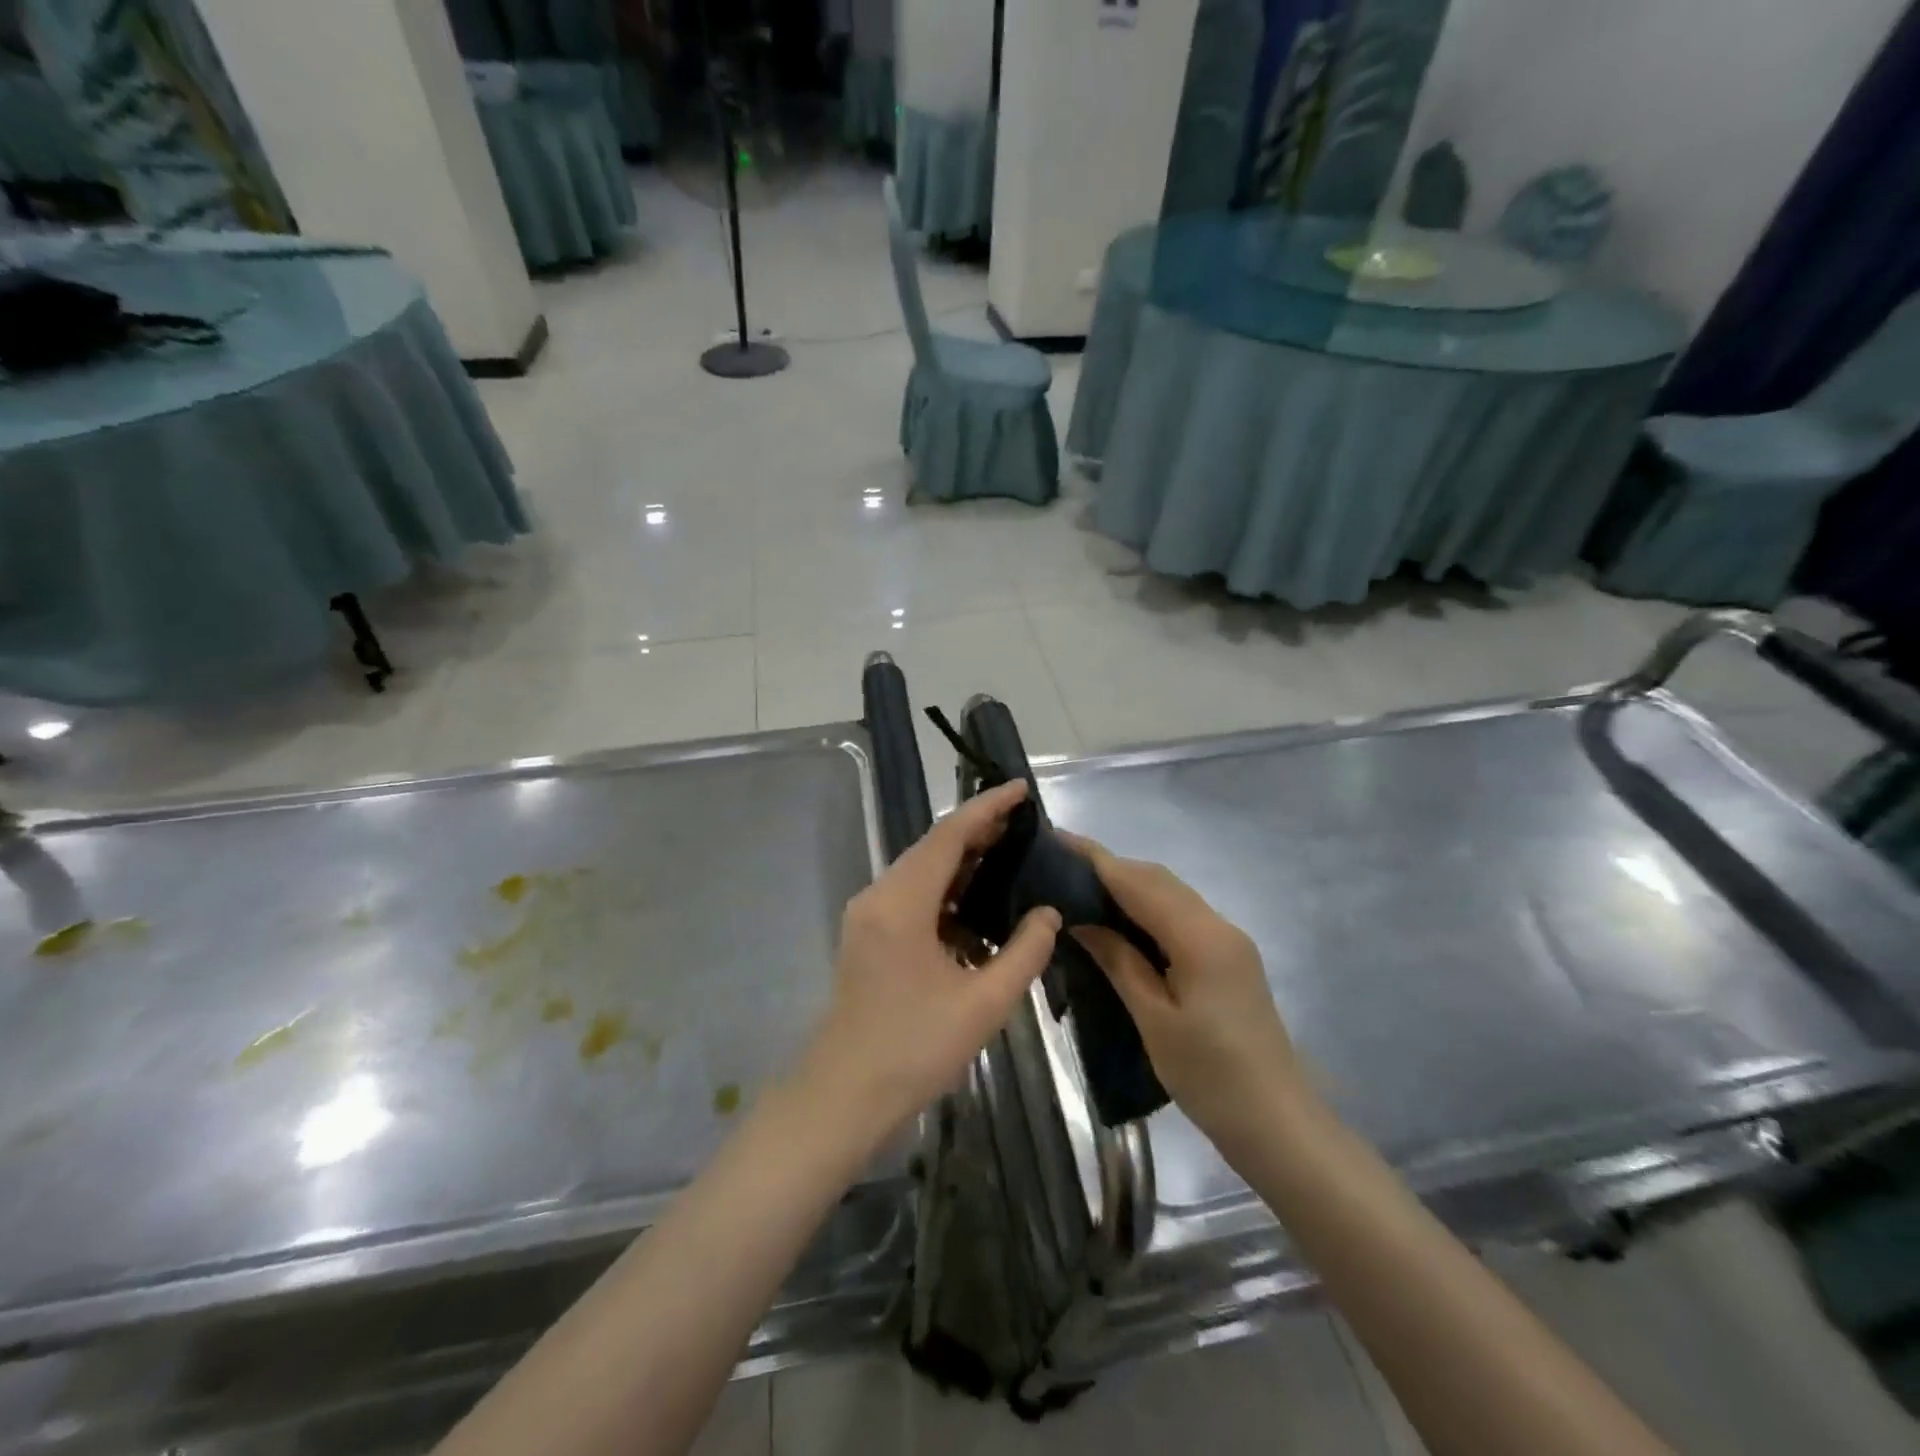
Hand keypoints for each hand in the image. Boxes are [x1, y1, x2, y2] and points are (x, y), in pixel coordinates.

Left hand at [796, 781, 1060, 1146]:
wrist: (844, 1096)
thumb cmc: (914, 1049)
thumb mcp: (984, 1004)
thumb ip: (1024, 952)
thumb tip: (1048, 913)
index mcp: (901, 903)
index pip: (949, 836)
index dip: (986, 808)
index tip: (1019, 788)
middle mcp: (879, 896)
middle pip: (932, 848)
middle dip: (978, 831)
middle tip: (1024, 823)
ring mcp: (869, 915)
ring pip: (922, 872)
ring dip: (963, 862)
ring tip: (1009, 856)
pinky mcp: (869, 935)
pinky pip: (913, 897)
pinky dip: (947, 893)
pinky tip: (979, 907)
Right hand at [1066, 835, 1308, 1154]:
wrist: (1278, 1124)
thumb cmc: (1210, 1077)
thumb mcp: (1153, 1019)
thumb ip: (1118, 960)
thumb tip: (1080, 918)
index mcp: (1200, 938)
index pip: (1139, 882)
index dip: (1096, 859)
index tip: (1055, 839)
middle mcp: (1218, 925)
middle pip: (1157, 879)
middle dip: (1109, 867)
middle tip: (1058, 867)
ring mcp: (1228, 940)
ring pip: (1170, 894)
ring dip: (1127, 885)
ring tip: (1079, 888)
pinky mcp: (1228, 957)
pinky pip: (1180, 914)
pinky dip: (1146, 906)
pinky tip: (1119, 920)